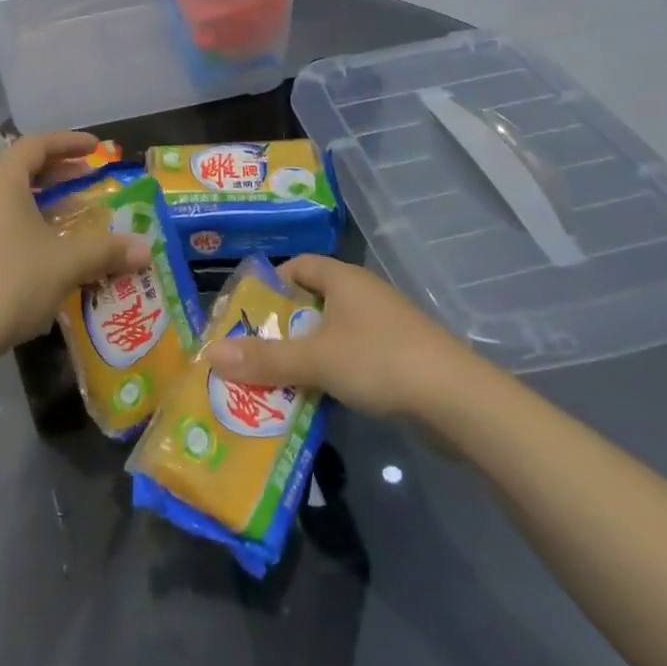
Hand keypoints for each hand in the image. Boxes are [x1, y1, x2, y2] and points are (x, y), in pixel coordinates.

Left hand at [0, 131, 149, 368]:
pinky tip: (39, 249)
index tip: (96, 149)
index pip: (37, 144)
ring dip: (39, 199)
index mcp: (1, 181)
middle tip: (87, 179)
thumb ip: (106, 251)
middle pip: (20, 168)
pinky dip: (21, 220)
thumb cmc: (9, 283)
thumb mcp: (65, 265)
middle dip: (57, 171)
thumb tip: (147, 249)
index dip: (69, 142)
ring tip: (68, 215)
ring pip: (6, 196)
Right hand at [205, 255, 476, 420]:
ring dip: (308, 352)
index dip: (272, 282)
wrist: (456, 400)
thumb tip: (210, 354)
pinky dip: (334, 370)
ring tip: (278, 378)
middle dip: (284, 325)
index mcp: (343, 278)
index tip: (248, 310)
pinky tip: (320, 396)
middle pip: (314, 300)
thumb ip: (264, 359)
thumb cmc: (379, 361)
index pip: (299, 265)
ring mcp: (386, 325)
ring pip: (334, 332)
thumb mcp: (315, 360)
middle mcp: (364, 294)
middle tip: (254, 349)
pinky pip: (355, 355)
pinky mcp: (402, 356)